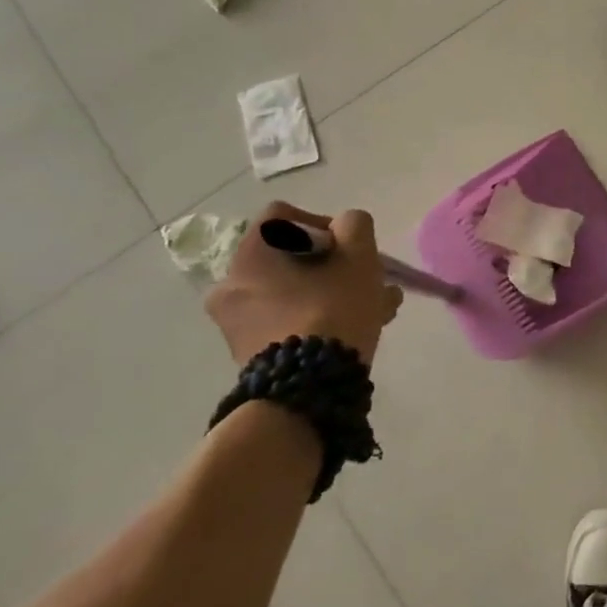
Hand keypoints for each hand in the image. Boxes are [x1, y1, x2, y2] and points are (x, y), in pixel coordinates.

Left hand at [206, 203, 403, 366]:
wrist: (308, 390)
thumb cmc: (332, 310)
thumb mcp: (358, 256)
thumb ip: (354, 225)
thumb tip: (344, 228)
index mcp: (250, 255)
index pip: (282, 216)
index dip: (321, 222)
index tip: (347, 247)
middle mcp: (232, 285)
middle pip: (290, 257)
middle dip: (334, 266)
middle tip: (365, 280)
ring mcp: (235, 323)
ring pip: (293, 291)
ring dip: (332, 292)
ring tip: (375, 308)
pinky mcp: (247, 353)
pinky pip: (286, 319)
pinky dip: (316, 317)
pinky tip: (354, 330)